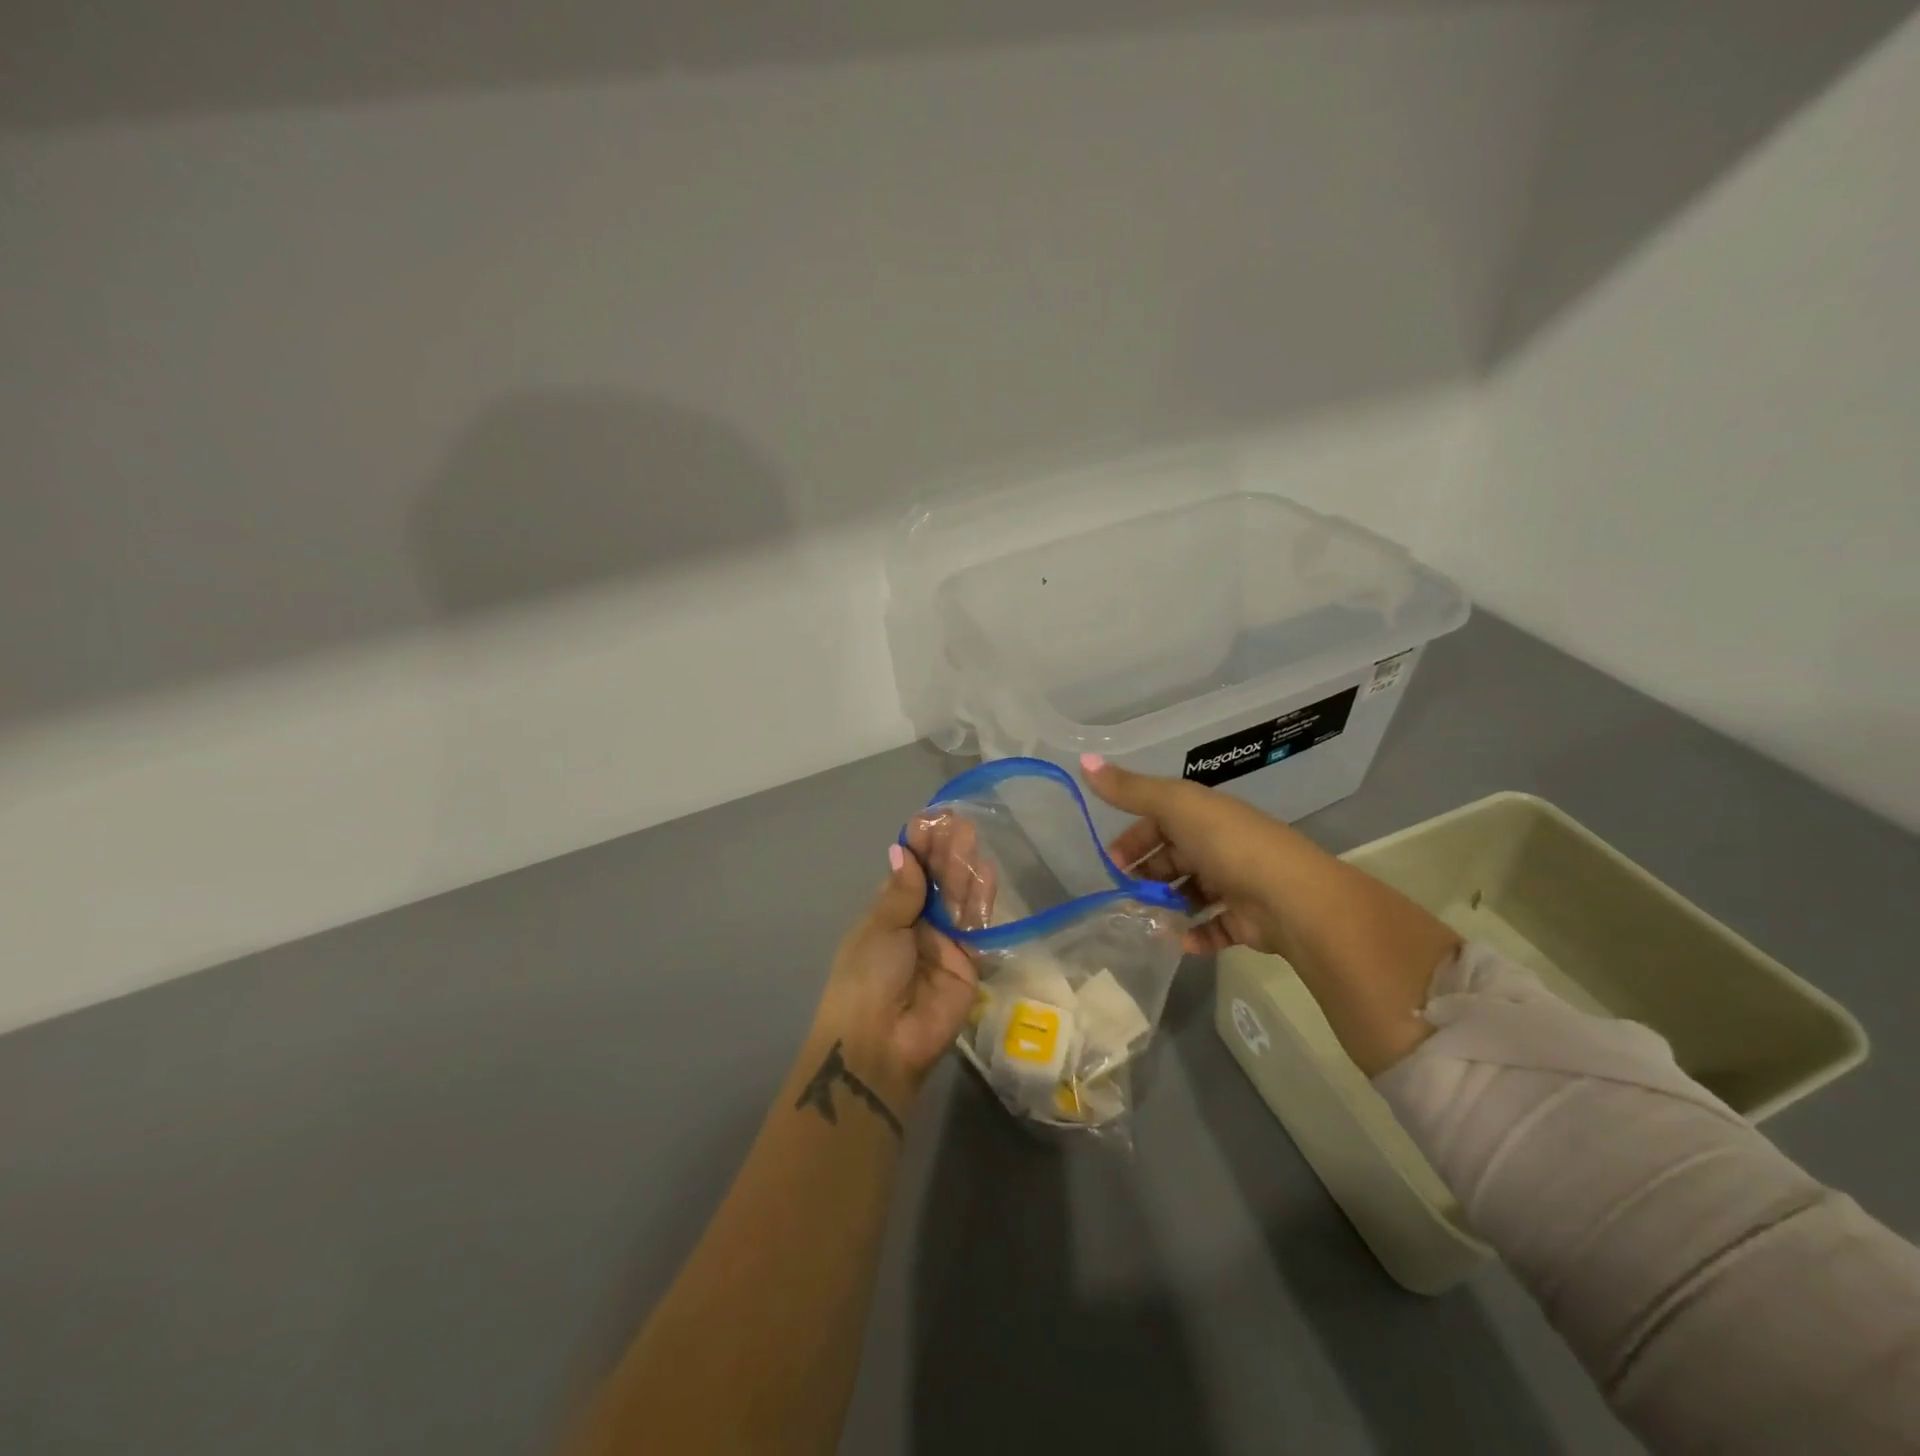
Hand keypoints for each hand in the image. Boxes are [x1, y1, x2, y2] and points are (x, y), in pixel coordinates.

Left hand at [811, 845, 978, 1107]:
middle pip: (936, 881)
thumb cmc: (866, 978)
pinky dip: (980, 898)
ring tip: (969, 835)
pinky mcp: (969, 961)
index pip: (908, 872)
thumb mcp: (877, 929)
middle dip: (944, 851)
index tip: (928, 820)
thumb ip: (900, 892)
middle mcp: (918, 924)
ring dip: (963, 867)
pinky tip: (984, 870)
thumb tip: (900, 851)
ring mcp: (945, 942)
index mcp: (888, 914)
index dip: (918, 848)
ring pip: (957, 897)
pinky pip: (976, 925)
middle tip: (956, 822)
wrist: (881, 1041)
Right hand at [1080, 754, 1309, 955]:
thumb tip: (1082, 760)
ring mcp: (1235, 882)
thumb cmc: (1228, 844)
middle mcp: (1219, 844)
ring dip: (1168, 905)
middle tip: (1125, 893)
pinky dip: (1196, 934)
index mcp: (1203, 814)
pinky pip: (1214, 927)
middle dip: (1147, 874)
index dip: (1133, 838)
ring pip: (1191, 892)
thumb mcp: (1174, 805)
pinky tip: (1179, 941)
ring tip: (1146, 921)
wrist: (1291, 897)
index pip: (1160, 820)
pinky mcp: (1247, 920)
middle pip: (1174, 857)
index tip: (1112, 861)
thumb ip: (1129, 789)